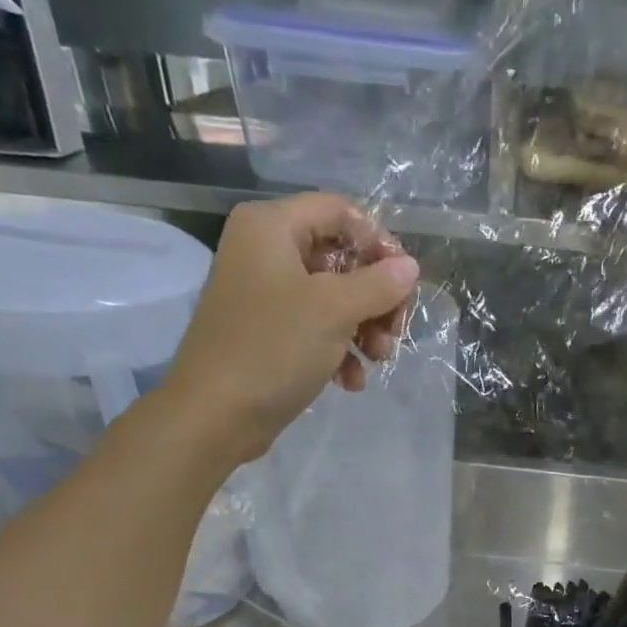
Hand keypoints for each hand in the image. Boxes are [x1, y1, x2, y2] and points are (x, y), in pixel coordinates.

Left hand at [158, 194, 419, 461]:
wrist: (216, 415)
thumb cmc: (273, 349)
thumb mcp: (334, 311)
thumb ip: (378, 284)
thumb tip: (410, 268)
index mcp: (271, 227)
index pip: (339, 211)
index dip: (378, 241)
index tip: (404, 281)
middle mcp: (265, 252)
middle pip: (340, 258)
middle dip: (375, 297)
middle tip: (395, 330)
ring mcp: (265, 295)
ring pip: (333, 298)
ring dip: (364, 329)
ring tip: (377, 360)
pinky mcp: (269, 334)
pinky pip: (316, 329)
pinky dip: (339, 351)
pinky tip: (350, 381)